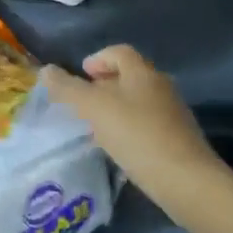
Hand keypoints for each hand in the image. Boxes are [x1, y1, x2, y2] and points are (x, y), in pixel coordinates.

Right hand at [41, 46, 226, 206]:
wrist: (185, 180)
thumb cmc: (137, 135)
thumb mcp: (94, 109)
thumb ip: (68, 89)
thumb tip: (46, 70)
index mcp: (143, 72)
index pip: (119, 52)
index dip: (98, 58)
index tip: (81, 75)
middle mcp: (161, 86)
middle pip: (130, 75)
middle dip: (105, 85)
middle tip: (84, 102)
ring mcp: (173, 113)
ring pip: (139, 101)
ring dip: (117, 108)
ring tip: (97, 127)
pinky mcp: (178, 139)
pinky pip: (148, 124)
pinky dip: (130, 128)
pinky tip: (119, 148)